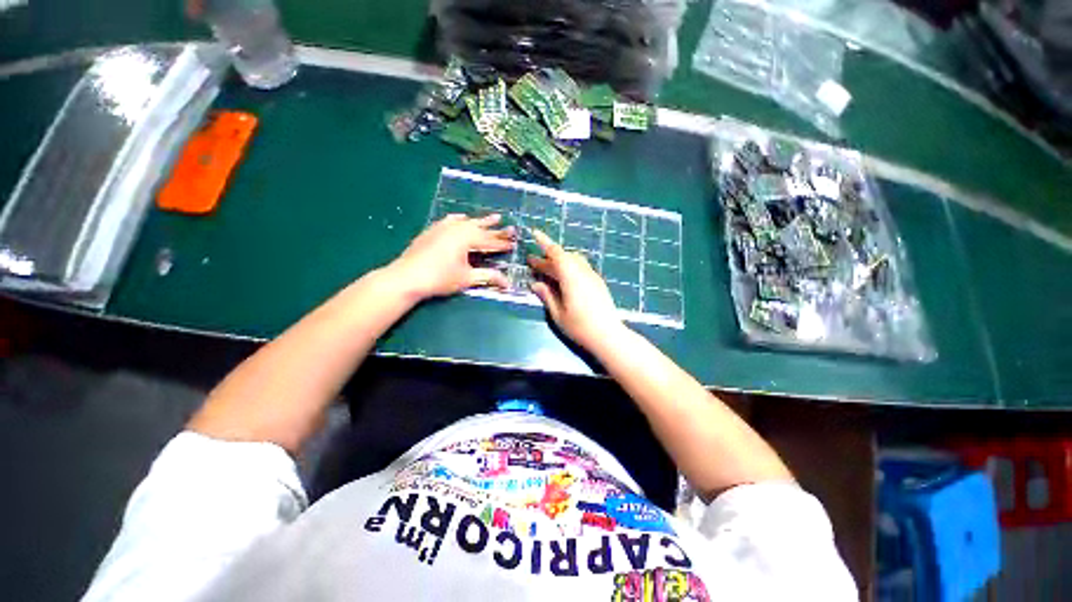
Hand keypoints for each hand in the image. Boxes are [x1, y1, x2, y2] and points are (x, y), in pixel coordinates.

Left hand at [388, 214, 515, 300]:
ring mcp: (444, 227)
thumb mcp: (467, 278)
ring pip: (468, 222)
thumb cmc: (440, 278)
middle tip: (511, 228)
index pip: (490, 241)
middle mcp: (457, 228)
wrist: (407, 277)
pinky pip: (451, 220)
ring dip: (481, 221)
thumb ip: (489, 277)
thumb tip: (508, 284)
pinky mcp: (433, 230)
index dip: (503, 244)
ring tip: (494, 217)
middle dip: (497, 230)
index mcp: (468, 238)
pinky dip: (459, 219)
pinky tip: (461, 217)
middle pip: (482, 229)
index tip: (514, 243)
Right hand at [528, 229, 625, 349]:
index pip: (556, 253)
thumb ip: (547, 296)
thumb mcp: (558, 314)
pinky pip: (581, 268)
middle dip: (547, 258)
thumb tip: (535, 284)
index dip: (544, 242)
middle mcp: (583, 272)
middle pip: (563, 258)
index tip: (534, 233)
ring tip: (547, 271)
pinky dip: (568, 268)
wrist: (609, 336)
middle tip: (532, 263)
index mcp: (571, 277)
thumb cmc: (580, 327)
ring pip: (573, 261)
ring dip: (559, 262)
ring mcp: (592, 276)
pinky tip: (563, 280)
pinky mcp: (598, 283)